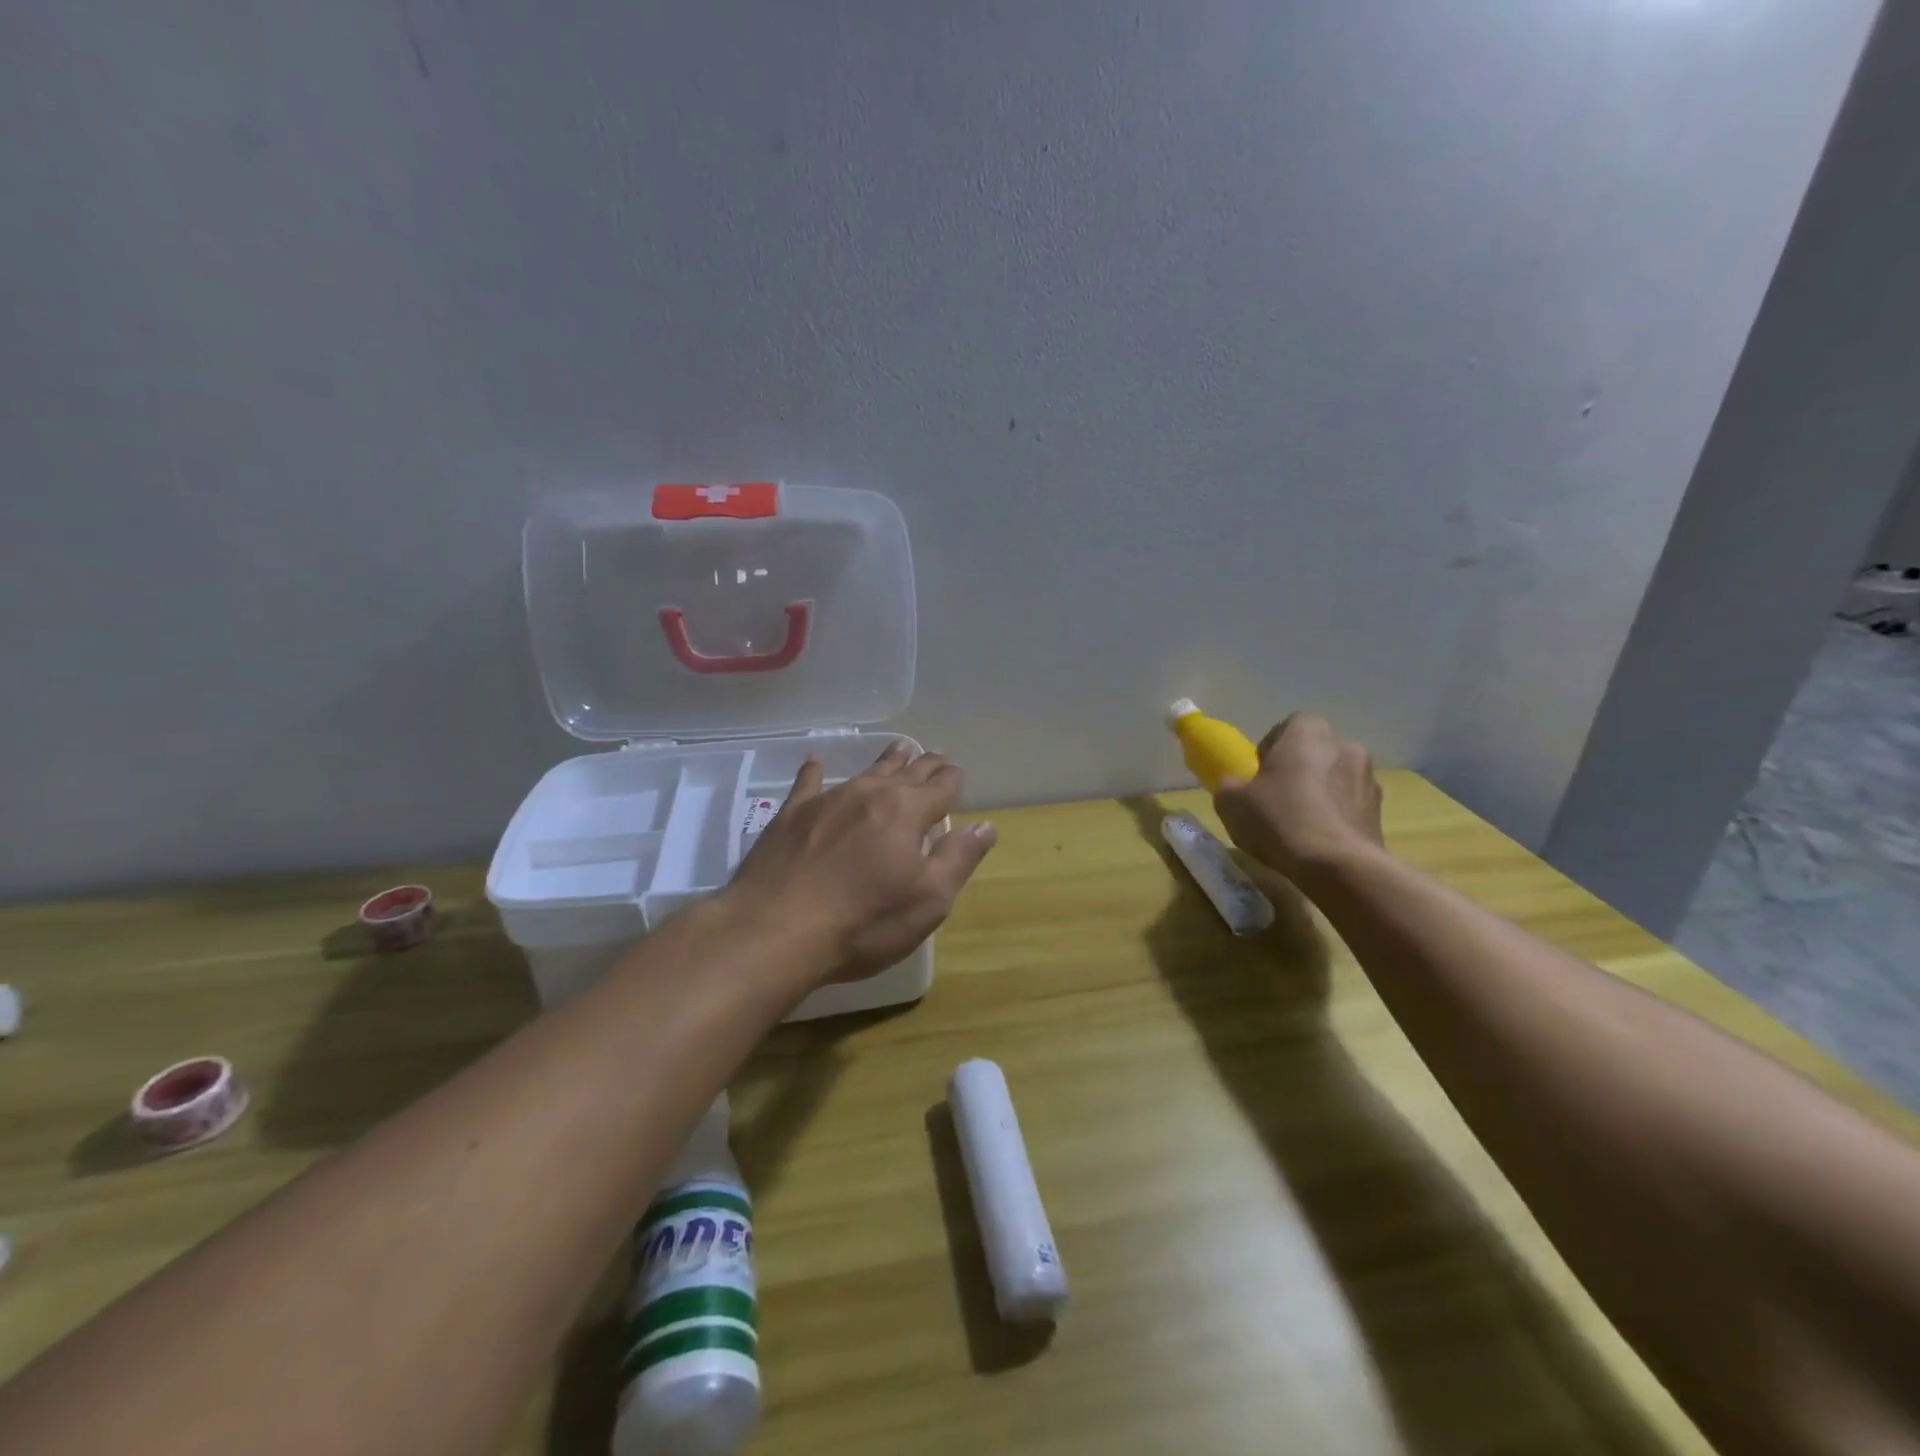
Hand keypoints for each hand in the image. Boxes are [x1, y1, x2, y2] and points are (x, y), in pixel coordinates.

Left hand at [721, 742, 996, 982]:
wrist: (776, 929)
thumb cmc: (864, 921)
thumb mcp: (928, 900)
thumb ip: (959, 858)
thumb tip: (985, 826)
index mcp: (908, 812)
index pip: (941, 788)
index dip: (954, 781)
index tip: (959, 775)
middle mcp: (870, 794)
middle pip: (907, 772)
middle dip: (926, 764)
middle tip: (938, 754)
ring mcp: (828, 800)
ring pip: (865, 771)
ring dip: (887, 760)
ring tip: (900, 747)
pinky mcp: (791, 815)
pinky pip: (808, 782)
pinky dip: (815, 770)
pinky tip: (816, 761)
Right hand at [1213, 713, 1384, 880]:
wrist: (1338, 865)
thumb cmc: (1279, 820)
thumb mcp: (1231, 802)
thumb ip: (1230, 786)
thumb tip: (1236, 787)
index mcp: (1308, 732)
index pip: (1287, 727)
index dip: (1270, 750)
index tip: (1259, 777)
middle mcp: (1345, 744)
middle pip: (1315, 752)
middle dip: (1299, 770)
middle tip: (1277, 799)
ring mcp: (1369, 778)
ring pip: (1336, 778)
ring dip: (1321, 793)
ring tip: (1301, 825)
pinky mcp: (1381, 811)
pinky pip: (1350, 805)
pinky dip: (1337, 816)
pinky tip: (1320, 841)